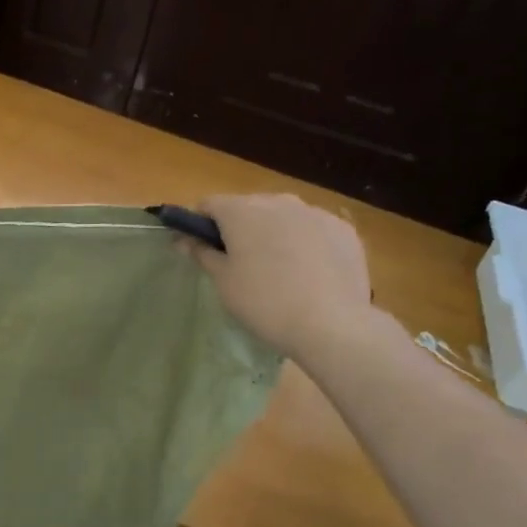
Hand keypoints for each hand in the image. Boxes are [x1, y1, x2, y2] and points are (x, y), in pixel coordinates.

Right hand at [185, 192, 376, 362]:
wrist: (331, 325)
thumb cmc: (264, 302)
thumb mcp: (224, 281)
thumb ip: (202, 253)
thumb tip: (182, 238)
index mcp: (241, 211)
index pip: (209, 204)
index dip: (201, 224)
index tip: (203, 248)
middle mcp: (277, 201)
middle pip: (248, 206)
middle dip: (240, 227)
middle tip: (241, 263)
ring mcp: (315, 212)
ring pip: (283, 216)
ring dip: (273, 232)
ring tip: (279, 269)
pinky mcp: (343, 229)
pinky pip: (313, 228)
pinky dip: (305, 241)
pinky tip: (309, 272)